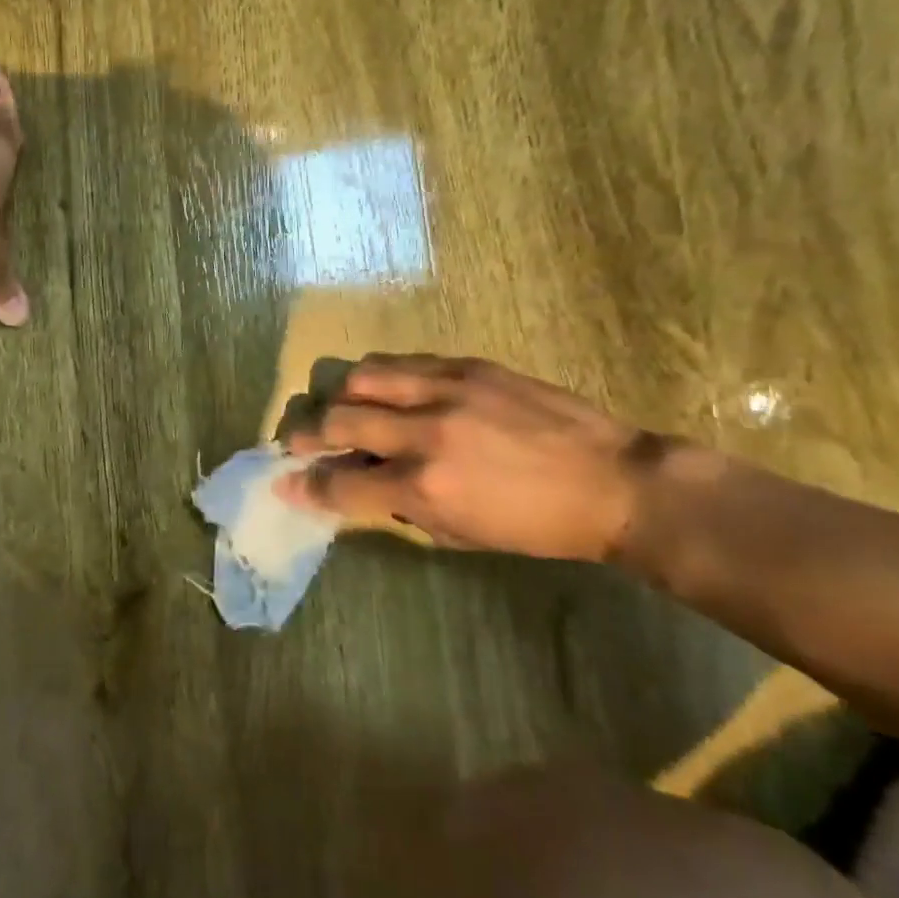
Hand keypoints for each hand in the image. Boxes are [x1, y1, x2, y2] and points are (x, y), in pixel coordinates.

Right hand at [278, 355, 663, 562]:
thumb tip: (358, 483)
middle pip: (338, 419)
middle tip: (300, 440)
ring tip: (342, 406)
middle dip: (307, 433)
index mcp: (425, 486)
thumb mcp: (460, 535)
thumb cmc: (535, 525)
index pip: (342, 482)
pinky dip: (381, 379)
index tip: (284, 483)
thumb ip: (401, 506)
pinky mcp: (468, 365)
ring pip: (362, 376)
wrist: (614, 483)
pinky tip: (387, 390)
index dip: (305, 485)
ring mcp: (446, 389)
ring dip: (340, 395)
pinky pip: (403, 363)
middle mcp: (425, 432)